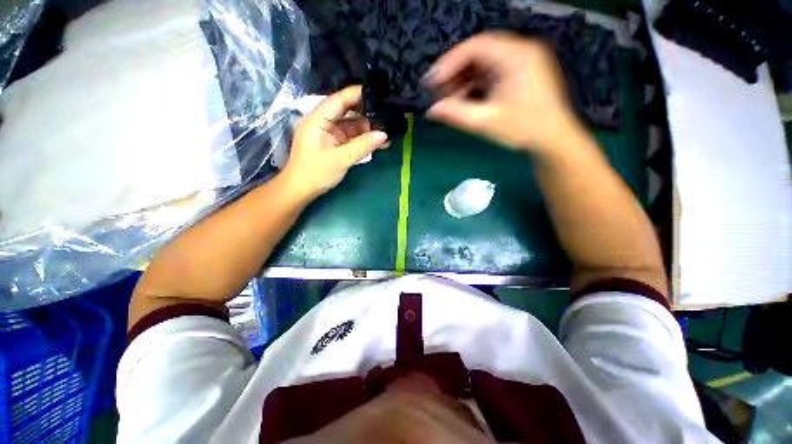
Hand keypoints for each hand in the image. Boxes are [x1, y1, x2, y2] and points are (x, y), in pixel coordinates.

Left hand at [282, 86, 388, 199]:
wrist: (301, 190)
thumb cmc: (315, 173)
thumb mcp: (340, 159)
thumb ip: (362, 146)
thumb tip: (383, 135)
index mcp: (317, 119)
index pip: (339, 100)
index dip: (358, 94)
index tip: (378, 92)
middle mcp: (323, 122)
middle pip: (347, 111)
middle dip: (366, 114)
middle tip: (387, 116)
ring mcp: (329, 133)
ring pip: (351, 126)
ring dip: (367, 130)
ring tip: (387, 133)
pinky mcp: (333, 144)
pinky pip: (351, 138)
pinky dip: (363, 140)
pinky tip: (377, 143)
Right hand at [424, 32, 582, 153]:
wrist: (554, 139)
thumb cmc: (523, 129)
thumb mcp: (486, 122)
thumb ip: (456, 115)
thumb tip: (431, 111)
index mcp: (516, 55)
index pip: (474, 47)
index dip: (448, 64)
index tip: (431, 83)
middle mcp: (520, 51)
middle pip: (478, 54)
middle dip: (455, 74)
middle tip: (438, 94)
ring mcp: (522, 61)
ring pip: (484, 64)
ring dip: (464, 81)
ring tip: (450, 101)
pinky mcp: (521, 73)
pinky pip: (492, 73)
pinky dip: (476, 85)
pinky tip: (466, 101)